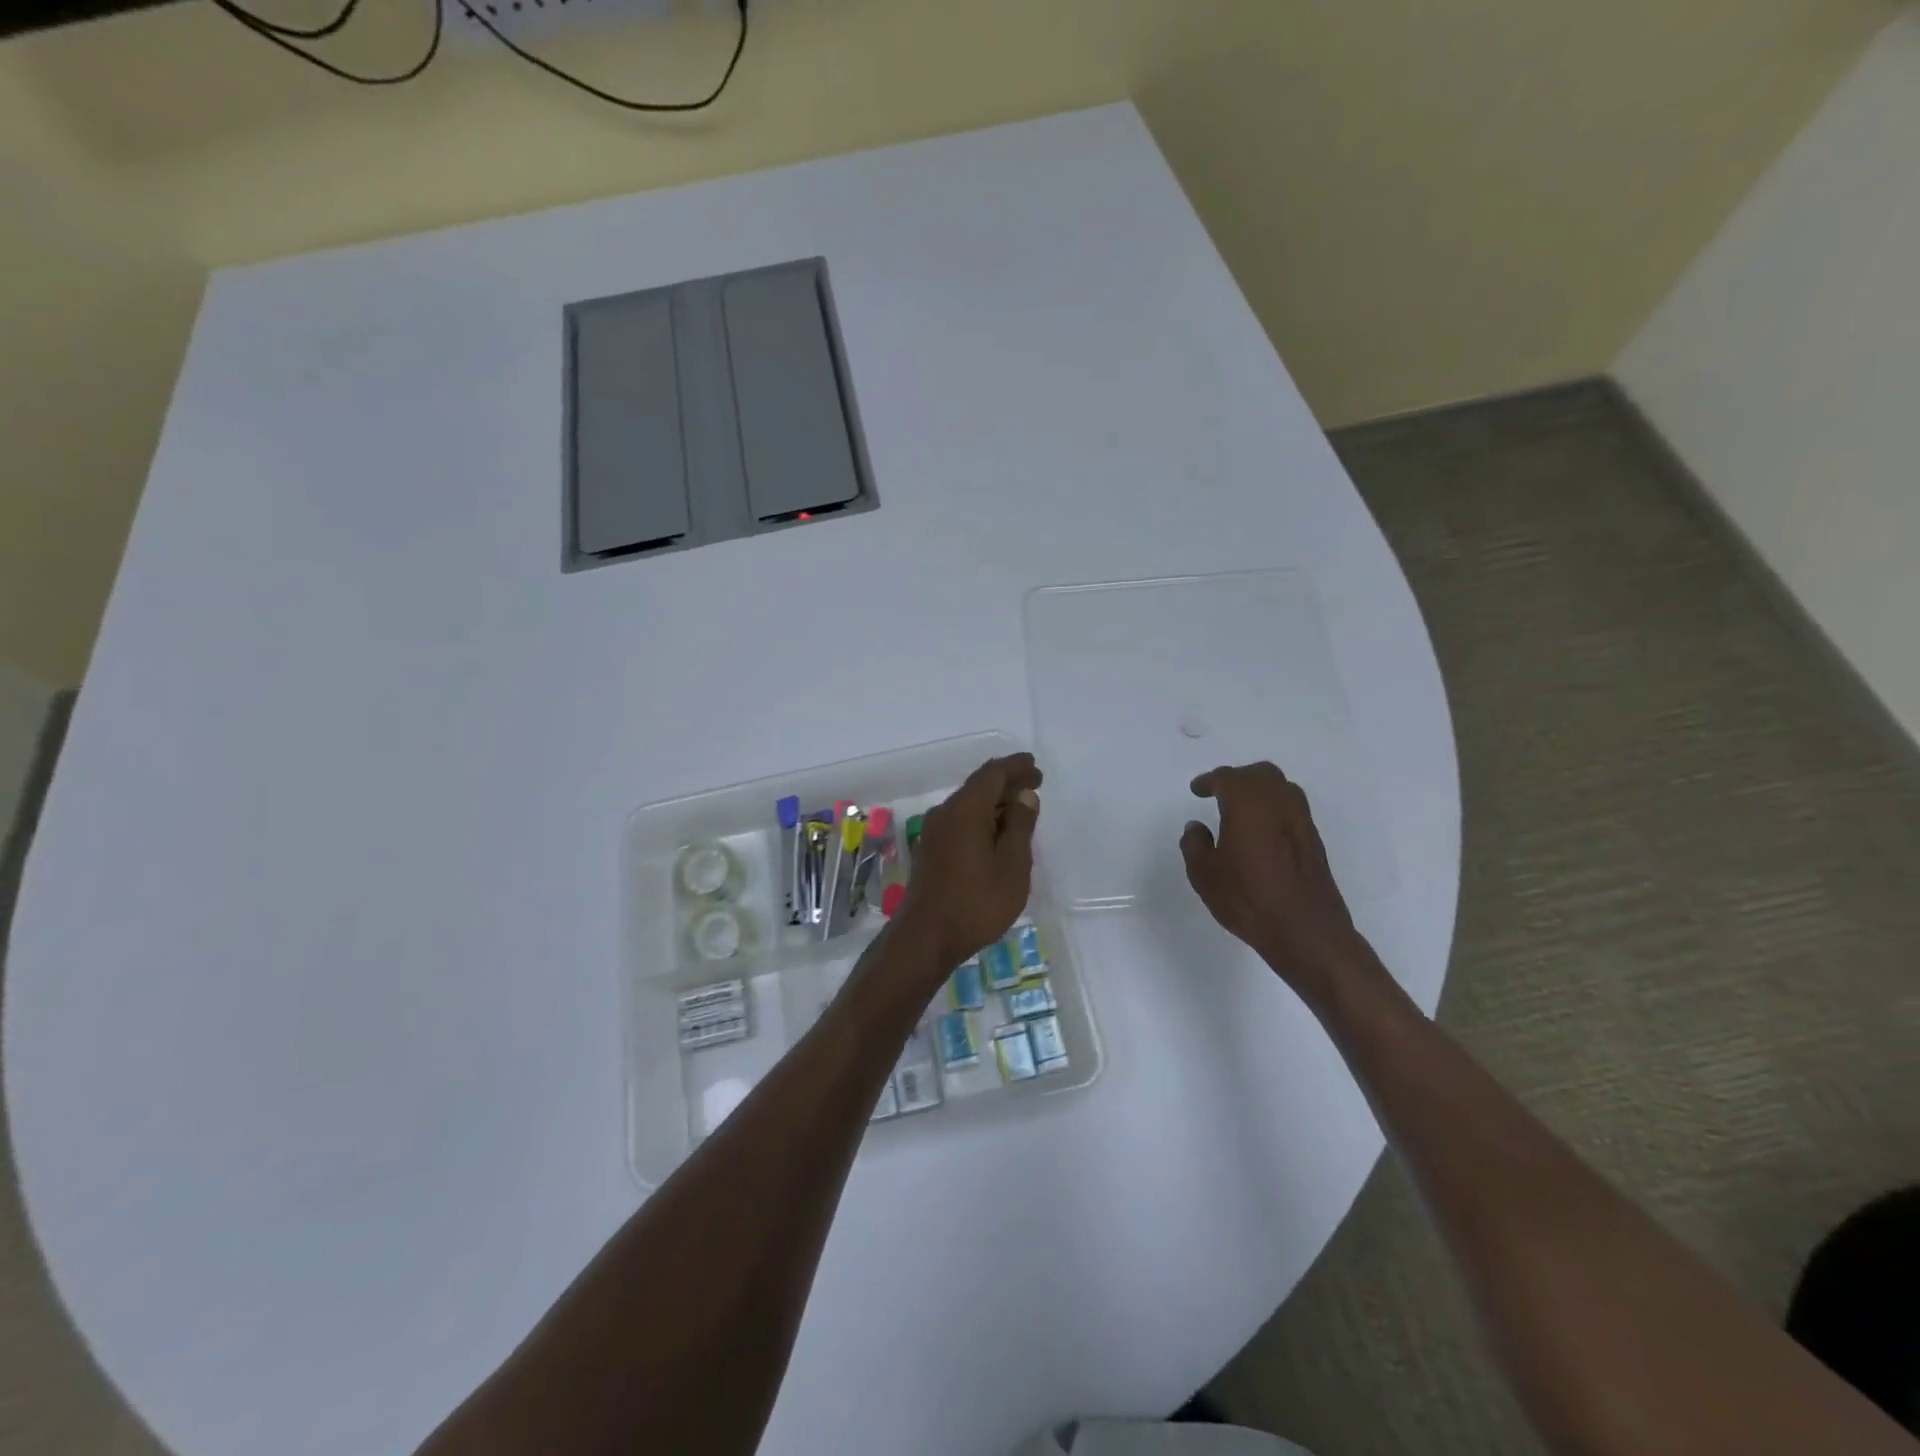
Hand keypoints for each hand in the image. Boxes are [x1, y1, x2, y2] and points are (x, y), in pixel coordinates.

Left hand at [897, 753, 1041, 972]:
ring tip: (1020, 808)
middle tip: (1033, 783)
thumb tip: (1024, 796)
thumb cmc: (976, 902)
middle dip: (1006, 782)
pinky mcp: (930, 851)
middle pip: (978, 787)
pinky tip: (995, 834)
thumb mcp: (1012, 865)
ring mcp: (933, 833)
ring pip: (967, 805)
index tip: (1034, 765)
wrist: (925, 938)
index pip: (992, 775)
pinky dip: (981, 818)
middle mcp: (945, 813)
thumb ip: (1020, 827)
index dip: (1015, 767)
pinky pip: (959, 822)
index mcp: (965, 810)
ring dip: (994, 802)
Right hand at [1180, 762, 1372, 998]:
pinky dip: (1274, 808)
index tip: (1197, 790)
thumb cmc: (1248, 899)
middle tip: (1220, 792)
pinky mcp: (1314, 840)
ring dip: (1260, 790)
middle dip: (1238, 778)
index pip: (1227, 778)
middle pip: (1260, 774)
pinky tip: (1262, 830)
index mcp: (1248, 805)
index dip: (1209, 781)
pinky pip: (1292, 809)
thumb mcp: (1205, 875)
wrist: (1305, 931)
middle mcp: (1278, 804)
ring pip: (1281, 788)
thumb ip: (1195, 845)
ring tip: (1241, 809)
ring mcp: (1301, 821)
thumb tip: (1197, 827)